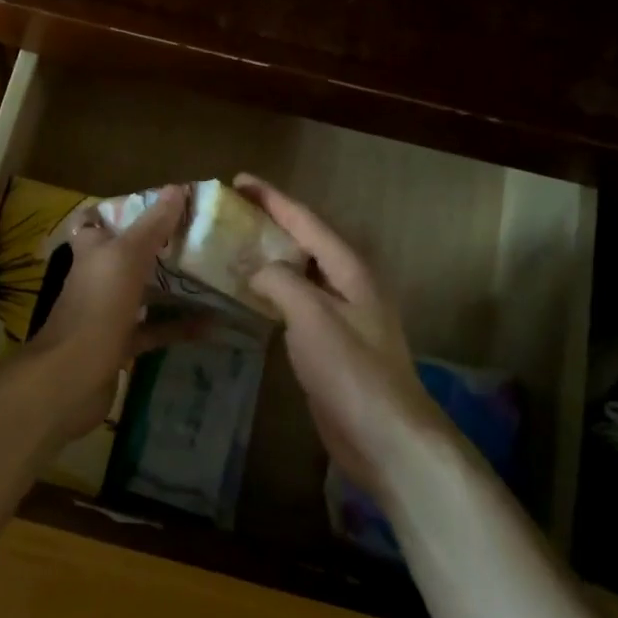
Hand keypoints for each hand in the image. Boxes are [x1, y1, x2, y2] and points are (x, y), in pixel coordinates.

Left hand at [18, 183, 192, 445]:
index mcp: (91, 250)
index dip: (121, 210)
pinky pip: (154, 330)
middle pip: (127, 255)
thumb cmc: (97, 306)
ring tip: (210, 275)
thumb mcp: (127, 256)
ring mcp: (107, 312)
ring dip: (171, 286)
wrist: (72, 376)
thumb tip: (178, 188)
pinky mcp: (119, 344)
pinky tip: (211, 324)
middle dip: (158, 247)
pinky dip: (178, 327)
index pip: (97, 220)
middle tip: (198, 237)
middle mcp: (97, 277)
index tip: (159, 205)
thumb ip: (153, 225)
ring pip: (142, 292)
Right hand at [235, 174, 447, 494]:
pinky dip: (273, 294)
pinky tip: (252, 297)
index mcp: (350, 270)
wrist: (386, 437)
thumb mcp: (312, 316)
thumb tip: (255, 269)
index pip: (306, 221)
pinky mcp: (331, 346)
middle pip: (305, 243)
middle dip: (270, 224)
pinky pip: (297, 306)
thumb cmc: (351, 370)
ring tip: (233, 248)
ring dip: (270, 259)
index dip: (272, 198)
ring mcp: (342, 317)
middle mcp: (349, 286)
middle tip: (231, 213)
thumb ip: (281, 282)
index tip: (239, 180)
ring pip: (300, 275)